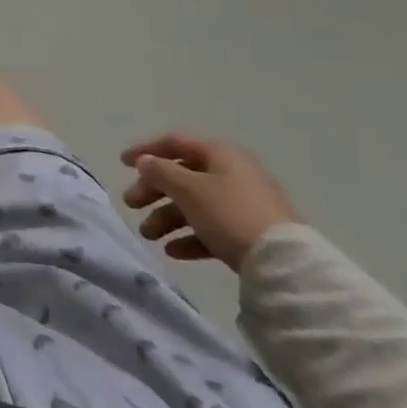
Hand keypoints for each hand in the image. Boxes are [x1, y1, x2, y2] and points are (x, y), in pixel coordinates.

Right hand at [119, 133, 299, 270]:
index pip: (175, 143)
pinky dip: (190, 237)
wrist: (285, 264)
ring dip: (167, 217)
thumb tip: (145, 162)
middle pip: (182, 176)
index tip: (122, 164)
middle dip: (153, 191)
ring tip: (149, 235)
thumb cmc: (230, 214)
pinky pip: (212, 228)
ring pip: (195, 205)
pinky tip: (173, 251)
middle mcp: (232, 173)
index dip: (146, 150)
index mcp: (220, 154)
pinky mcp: (250, 233)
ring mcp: (244, 205)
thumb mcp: (188, 188)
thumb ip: (160, 171)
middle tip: (131, 205)